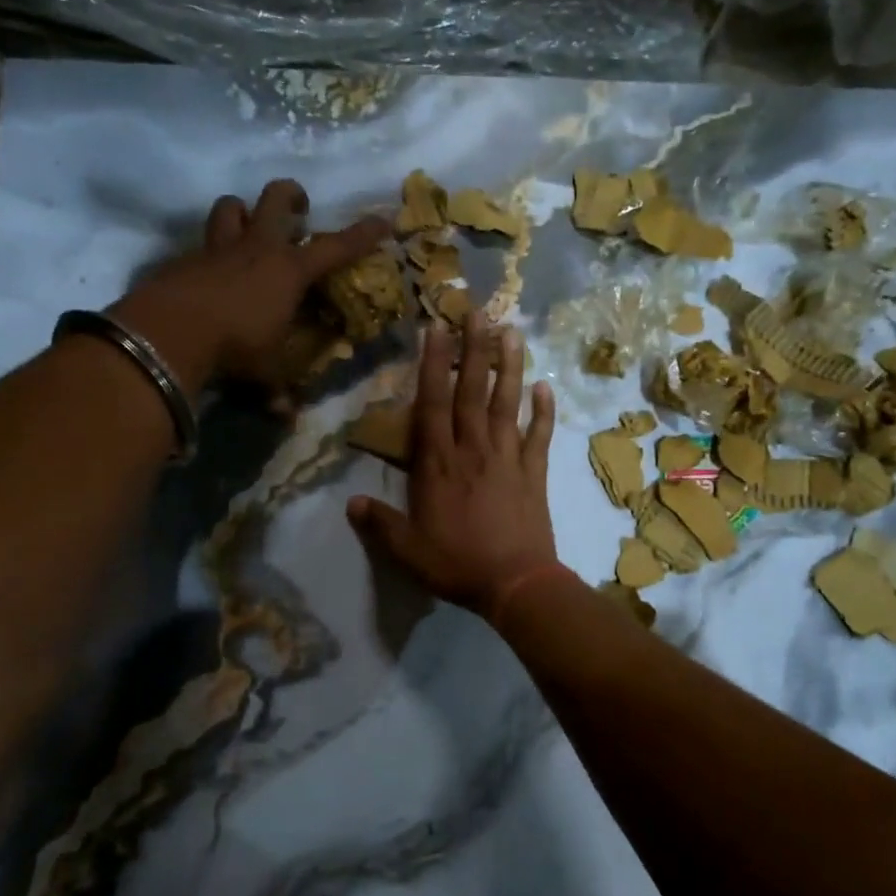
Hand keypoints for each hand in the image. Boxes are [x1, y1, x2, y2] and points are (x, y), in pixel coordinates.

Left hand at [109, 179, 386, 391]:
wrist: (170, 331)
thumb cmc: (235, 346)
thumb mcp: (264, 371)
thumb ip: (277, 389)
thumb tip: (288, 417)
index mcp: (288, 271)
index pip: (335, 248)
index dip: (361, 235)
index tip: (382, 220)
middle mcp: (257, 248)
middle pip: (276, 199)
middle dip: (291, 195)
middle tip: (299, 206)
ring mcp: (218, 248)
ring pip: (231, 207)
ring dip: (242, 211)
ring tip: (248, 225)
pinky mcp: (185, 258)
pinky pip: (201, 243)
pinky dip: (209, 251)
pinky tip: (209, 271)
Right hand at [347, 311, 560, 616]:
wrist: (516, 583)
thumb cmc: (457, 564)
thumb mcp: (407, 551)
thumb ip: (379, 524)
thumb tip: (350, 503)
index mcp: (438, 464)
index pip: (433, 404)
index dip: (433, 364)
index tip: (436, 329)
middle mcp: (473, 450)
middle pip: (472, 391)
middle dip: (473, 349)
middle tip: (478, 312)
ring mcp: (507, 457)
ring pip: (507, 403)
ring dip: (510, 366)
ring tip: (511, 332)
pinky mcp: (534, 471)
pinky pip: (539, 435)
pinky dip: (543, 411)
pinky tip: (546, 387)